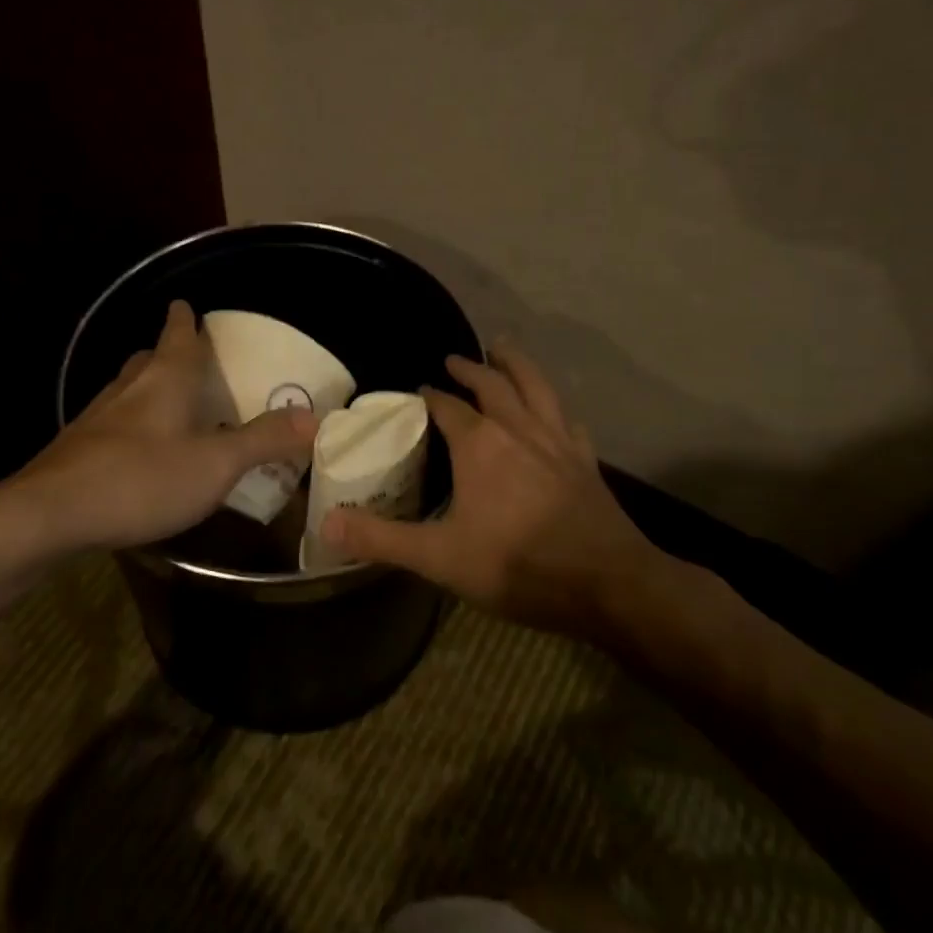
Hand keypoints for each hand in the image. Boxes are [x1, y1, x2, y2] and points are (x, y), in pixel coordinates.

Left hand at [19, 299, 317, 552]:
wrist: (49, 515)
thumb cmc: (141, 479)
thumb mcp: (215, 464)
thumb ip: (263, 440)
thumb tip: (314, 417)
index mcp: (164, 380)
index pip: (177, 335)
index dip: (184, 319)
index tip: (186, 305)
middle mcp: (128, 389)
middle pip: (148, 358)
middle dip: (166, 353)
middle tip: (188, 359)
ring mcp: (96, 418)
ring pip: (127, 389)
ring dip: (147, 388)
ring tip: (168, 402)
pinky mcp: (76, 449)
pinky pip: (111, 423)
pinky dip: (130, 425)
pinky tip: (136, 451)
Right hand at [319, 341, 668, 638]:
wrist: (605, 584)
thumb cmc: (517, 566)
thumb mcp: (439, 557)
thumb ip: (381, 539)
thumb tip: (326, 525)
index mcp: (479, 444)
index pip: (447, 407)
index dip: (429, 396)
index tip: (417, 390)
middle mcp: (518, 429)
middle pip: (493, 384)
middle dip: (471, 368)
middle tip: (454, 358)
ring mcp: (557, 441)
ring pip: (536, 387)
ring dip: (517, 364)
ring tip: (504, 347)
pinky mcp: (585, 461)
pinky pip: (568, 421)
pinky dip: (556, 408)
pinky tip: (556, 412)